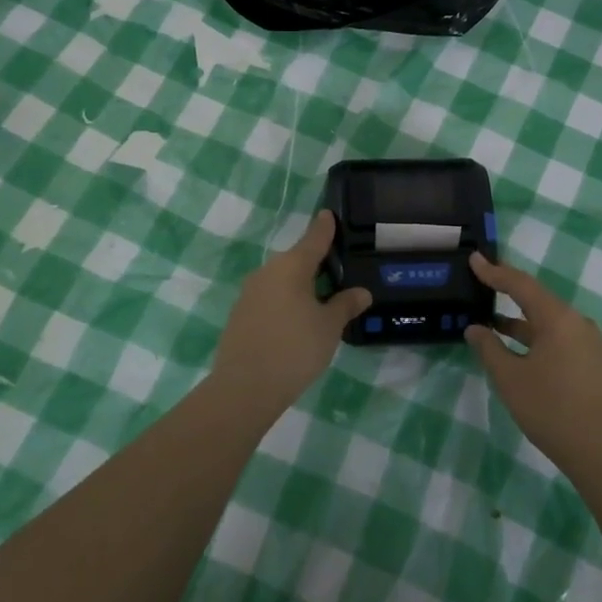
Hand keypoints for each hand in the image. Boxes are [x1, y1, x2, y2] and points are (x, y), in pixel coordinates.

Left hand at [212, 211, 370, 419]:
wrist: (244, 388)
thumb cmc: (295, 349)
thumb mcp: (329, 327)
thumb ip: (346, 305)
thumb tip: (361, 292)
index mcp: (291, 266)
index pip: (314, 238)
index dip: (324, 227)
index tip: (329, 214)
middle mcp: (268, 272)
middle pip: (297, 259)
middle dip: (316, 262)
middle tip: (338, 269)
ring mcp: (250, 293)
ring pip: (282, 279)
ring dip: (301, 284)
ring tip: (322, 297)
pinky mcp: (240, 314)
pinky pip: (270, 297)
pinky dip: (286, 301)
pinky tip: (297, 319)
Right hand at [465, 253, 601, 472]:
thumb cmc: (552, 409)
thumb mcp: (511, 379)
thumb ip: (489, 349)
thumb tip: (474, 328)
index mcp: (557, 318)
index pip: (520, 284)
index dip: (495, 272)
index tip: (475, 259)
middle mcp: (578, 323)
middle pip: (538, 300)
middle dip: (509, 294)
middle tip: (484, 287)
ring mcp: (591, 344)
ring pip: (550, 323)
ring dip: (522, 322)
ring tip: (495, 325)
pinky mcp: (596, 364)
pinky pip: (562, 339)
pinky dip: (538, 339)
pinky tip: (523, 354)